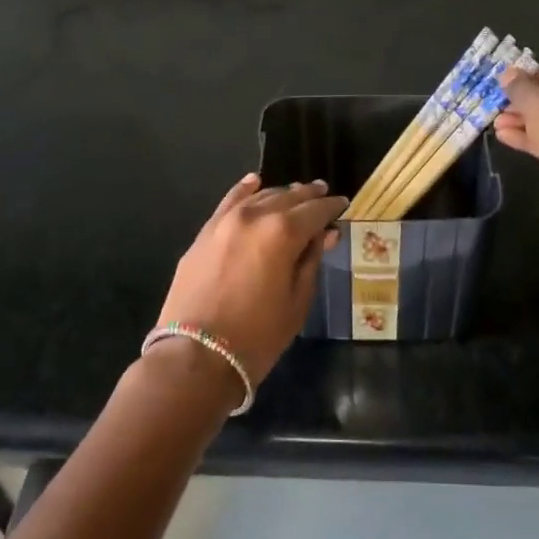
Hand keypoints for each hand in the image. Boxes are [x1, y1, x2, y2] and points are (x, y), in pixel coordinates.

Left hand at [154, 175, 344, 382]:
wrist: (196, 355)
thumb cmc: (258, 335)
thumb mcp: (297, 301)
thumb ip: (311, 260)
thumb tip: (324, 234)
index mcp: (283, 232)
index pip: (315, 211)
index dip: (332, 207)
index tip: (342, 204)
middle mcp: (254, 216)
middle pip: (288, 197)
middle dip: (308, 196)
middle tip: (323, 194)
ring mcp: (224, 222)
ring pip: (259, 197)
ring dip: (280, 194)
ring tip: (295, 193)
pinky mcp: (204, 234)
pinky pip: (228, 203)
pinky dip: (244, 191)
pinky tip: (254, 182)